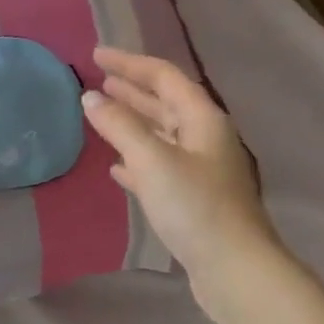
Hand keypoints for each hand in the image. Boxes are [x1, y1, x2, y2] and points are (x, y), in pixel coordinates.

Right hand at [81, 47, 284, 317]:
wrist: (233, 267)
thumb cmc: (194, 207)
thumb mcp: (152, 160)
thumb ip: (119, 126)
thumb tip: (90, 98)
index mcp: (203, 119)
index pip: (164, 77)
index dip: (130, 63)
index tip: (96, 56)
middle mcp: (205, 138)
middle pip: (165, 104)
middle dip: (132, 90)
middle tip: (98, 80)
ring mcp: (200, 170)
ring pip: (161, 136)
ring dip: (133, 123)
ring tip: (102, 114)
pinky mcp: (192, 199)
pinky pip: (159, 167)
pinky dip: (137, 161)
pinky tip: (117, 167)